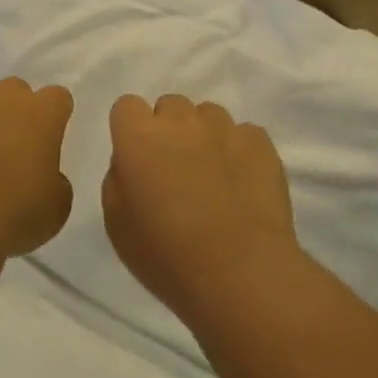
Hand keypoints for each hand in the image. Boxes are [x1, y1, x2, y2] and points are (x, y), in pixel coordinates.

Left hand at [0, 77, 74, 258]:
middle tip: (11, 152)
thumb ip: (54, 184)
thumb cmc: (12, 212)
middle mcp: (1, 99)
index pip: (57, 98)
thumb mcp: (54, 209)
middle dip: (14, 114)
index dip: (54, 118)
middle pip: (14, 92)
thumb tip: (45, 179)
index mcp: (41, 114)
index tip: (49, 141)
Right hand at [101, 94, 298, 317]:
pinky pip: (243, 134)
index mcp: (139, 137)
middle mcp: (181, 121)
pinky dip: (239, 151)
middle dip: (169, 130)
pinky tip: (242, 185)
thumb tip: (132, 162)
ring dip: (204, 136)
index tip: (137, 159)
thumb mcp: (117, 223)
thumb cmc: (166, 255)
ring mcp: (225, 128)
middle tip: (175, 170)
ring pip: (208, 115)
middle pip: (170, 106)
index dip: (131, 130)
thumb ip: (118, 178)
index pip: (127, 106)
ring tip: (213, 177)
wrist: (239, 272)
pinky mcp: (261, 142)